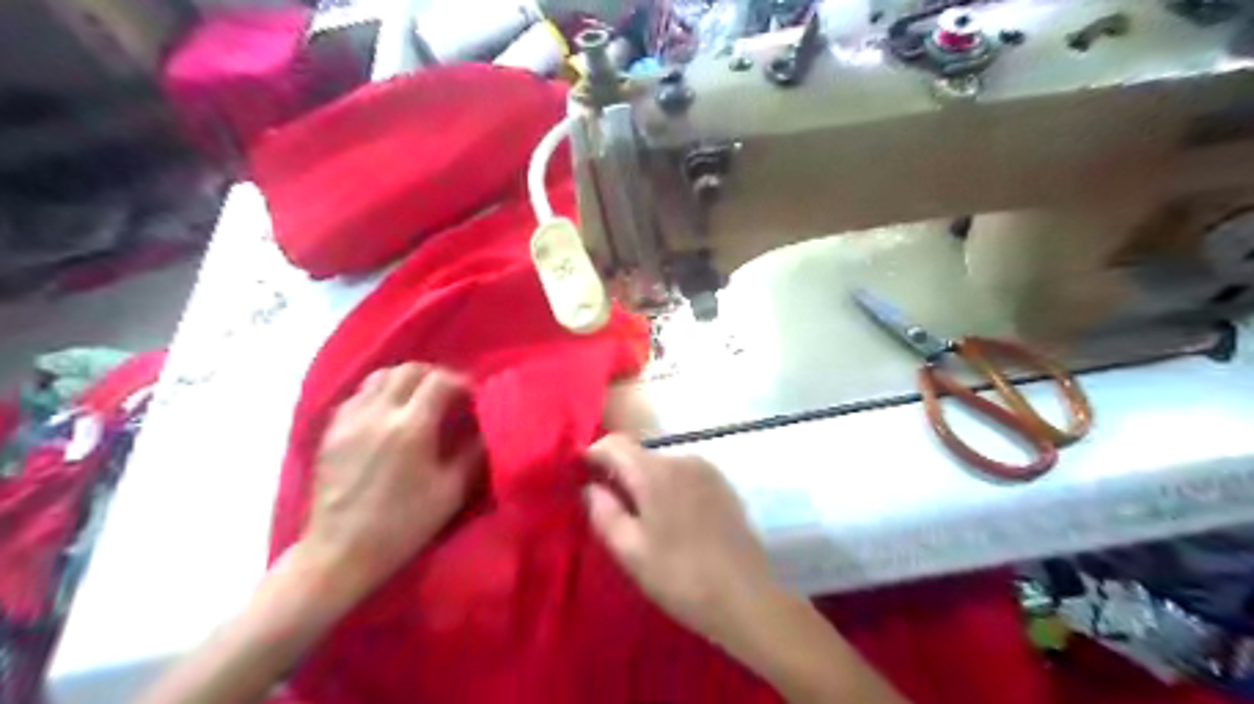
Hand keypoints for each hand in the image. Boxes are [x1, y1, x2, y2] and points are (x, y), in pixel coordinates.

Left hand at [301, 366, 479, 602]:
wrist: (339, 552)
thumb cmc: (403, 525)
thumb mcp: (451, 491)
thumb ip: (473, 453)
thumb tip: (488, 428)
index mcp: (411, 427)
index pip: (440, 380)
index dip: (462, 382)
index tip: (474, 398)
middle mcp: (377, 413)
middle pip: (409, 370)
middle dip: (435, 376)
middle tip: (450, 395)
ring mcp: (349, 419)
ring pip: (380, 376)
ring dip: (406, 380)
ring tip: (419, 400)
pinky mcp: (331, 430)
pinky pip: (359, 394)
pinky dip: (379, 393)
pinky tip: (389, 414)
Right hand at [585, 438, 775, 646]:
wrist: (747, 598)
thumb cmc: (681, 577)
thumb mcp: (630, 551)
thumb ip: (603, 512)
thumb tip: (589, 486)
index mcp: (655, 472)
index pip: (613, 444)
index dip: (591, 456)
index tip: (579, 477)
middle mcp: (682, 459)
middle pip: (639, 453)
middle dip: (619, 473)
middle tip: (610, 508)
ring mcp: (707, 470)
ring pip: (662, 465)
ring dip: (646, 482)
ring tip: (643, 520)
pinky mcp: (723, 484)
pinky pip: (684, 475)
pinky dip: (670, 488)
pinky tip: (673, 521)